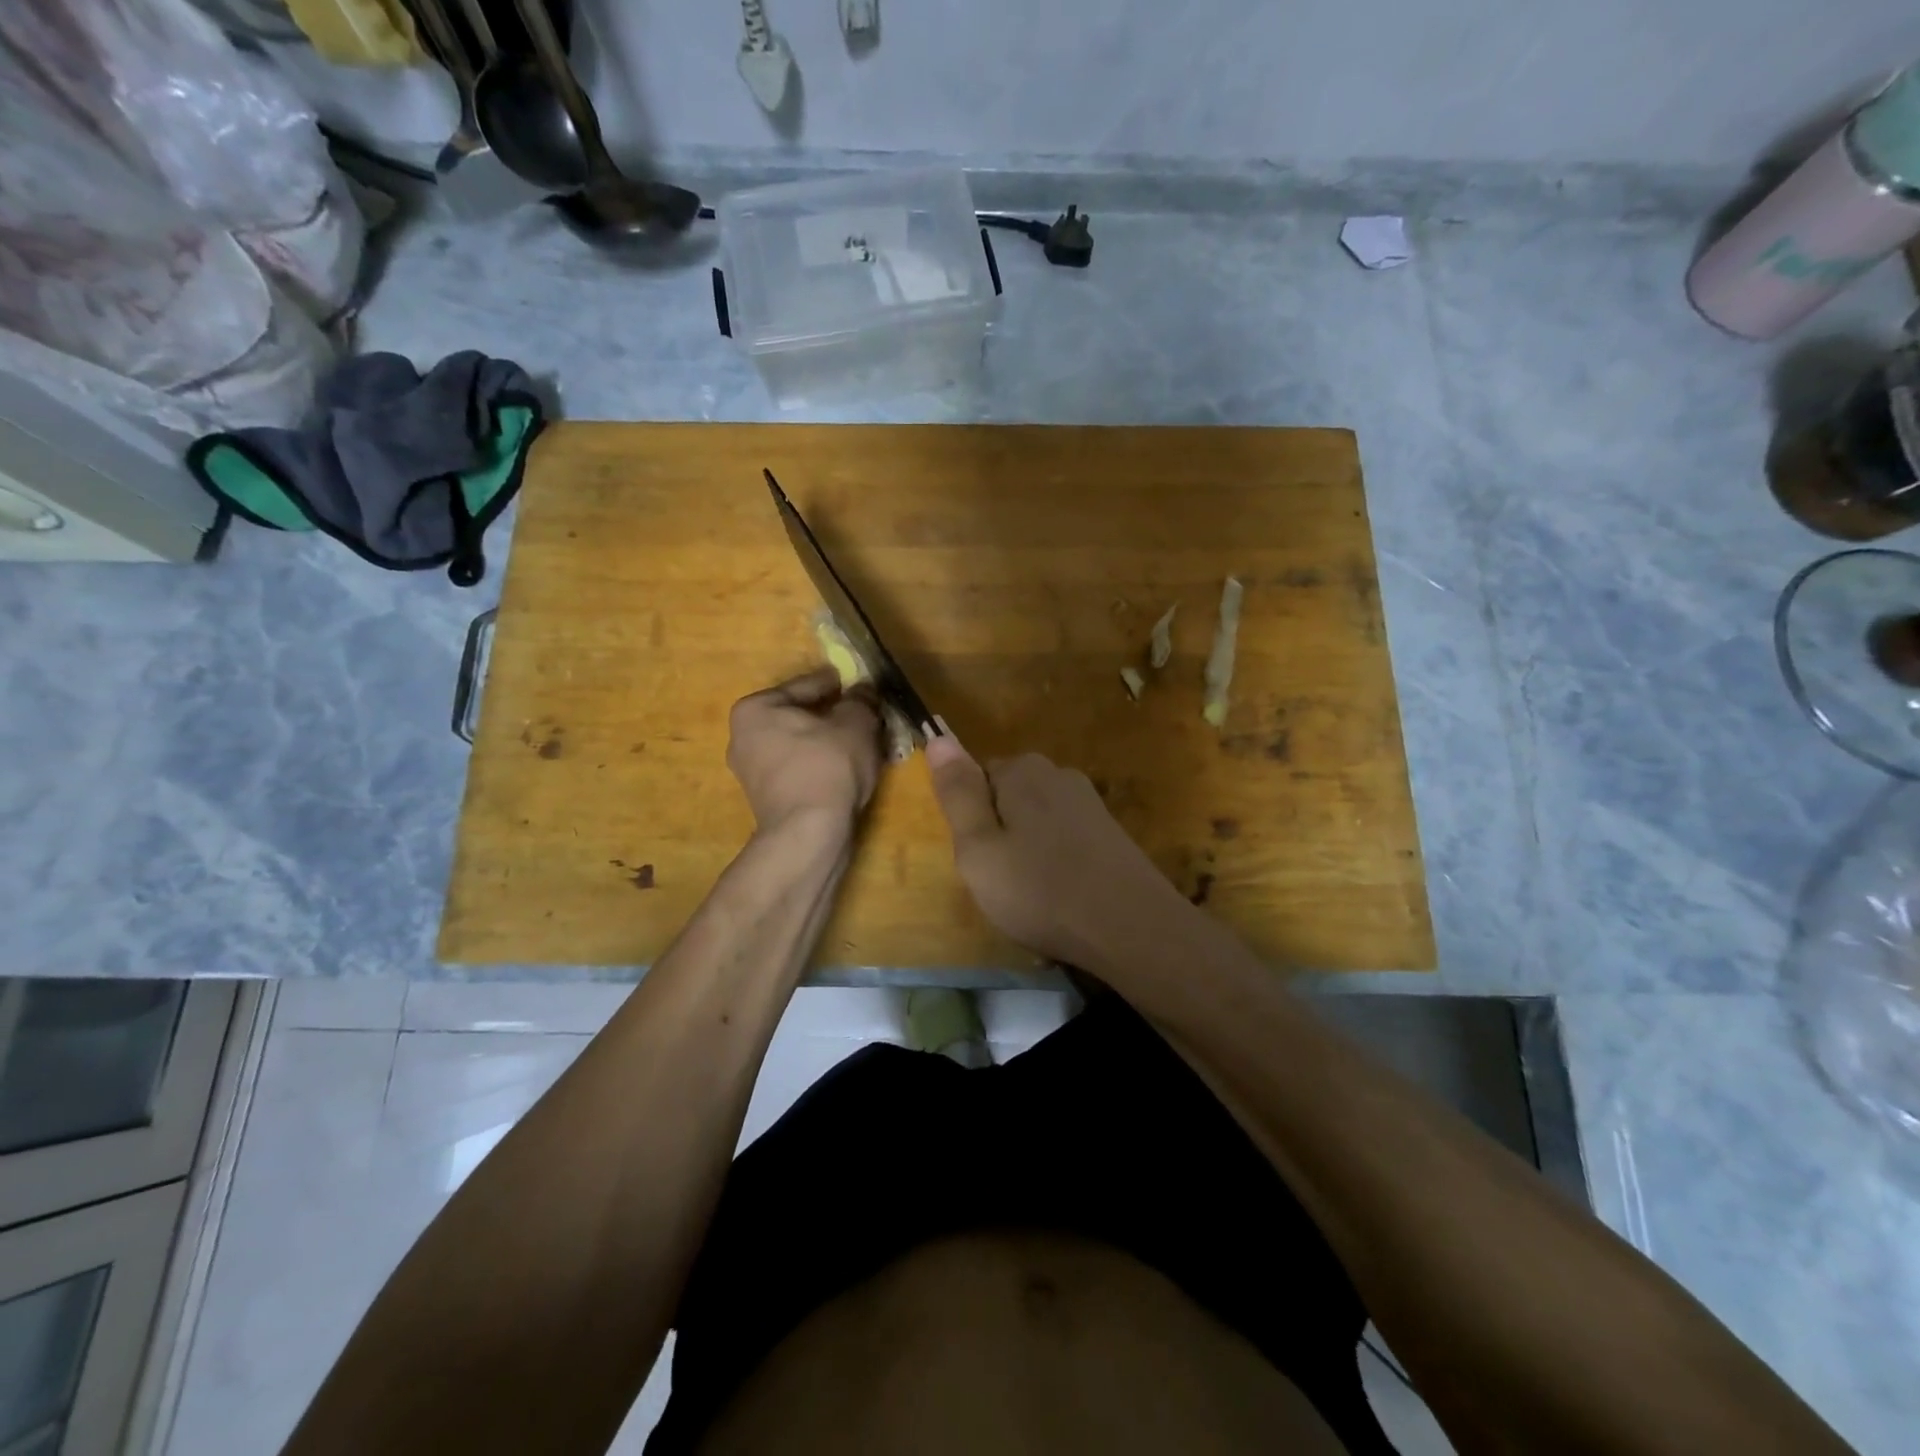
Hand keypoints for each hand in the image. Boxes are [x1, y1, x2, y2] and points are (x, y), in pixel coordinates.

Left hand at [727, 669, 882, 834]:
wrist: (809, 835)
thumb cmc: (827, 766)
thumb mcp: (855, 723)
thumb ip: (860, 700)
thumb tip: (863, 690)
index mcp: (754, 710)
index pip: (805, 685)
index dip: (838, 683)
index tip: (859, 683)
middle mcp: (742, 738)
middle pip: (800, 717)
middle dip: (833, 715)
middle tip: (865, 713)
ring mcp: (752, 773)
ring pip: (801, 745)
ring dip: (830, 742)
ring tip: (863, 742)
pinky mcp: (767, 801)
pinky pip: (801, 770)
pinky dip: (823, 765)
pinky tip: (849, 768)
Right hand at [925, 736, 1189, 968]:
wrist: (1133, 928)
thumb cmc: (1041, 891)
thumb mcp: (979, 848)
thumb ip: (957, 793)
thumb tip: (937, 736)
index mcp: (1021, 770)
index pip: (977, 778)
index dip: (972, 821)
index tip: (980, 859)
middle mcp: (1058, 774)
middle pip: (1008, 797)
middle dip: (1000, 834)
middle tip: (1001, 881)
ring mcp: (1090, 802)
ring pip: (1037, 821)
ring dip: (1029, 851)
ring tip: (1033, 895)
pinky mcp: (1110, 831)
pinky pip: (1065, 839)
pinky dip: (1058, 863)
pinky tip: (1063, 896)